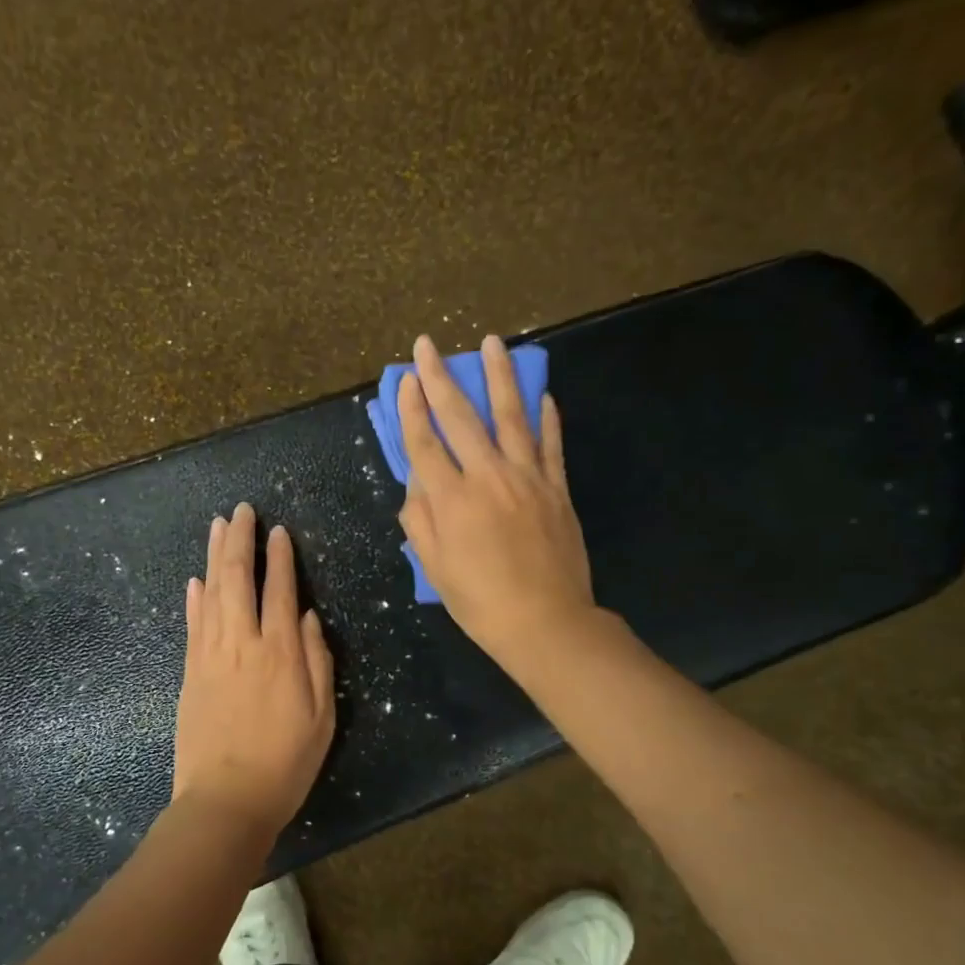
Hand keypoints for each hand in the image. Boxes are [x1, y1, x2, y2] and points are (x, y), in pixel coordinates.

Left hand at [172, 502, 336, 838]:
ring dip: (214, 556)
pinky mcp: (190, 673)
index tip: (280, 531)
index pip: (279, 591)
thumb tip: (307, 617)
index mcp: (281, 654)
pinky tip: (196, 578)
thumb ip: (317, 662)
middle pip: (238, 579)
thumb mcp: (322, 717)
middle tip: (242, 510)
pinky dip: (195, 597)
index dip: (281, 558)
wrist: (226, 801)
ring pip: (211, 593)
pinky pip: (192, 624)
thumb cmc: (285, 764)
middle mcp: (243, 644)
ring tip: (218, 525)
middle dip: (241, 540)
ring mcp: (210, 656)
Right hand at [397, 333, 597, 670]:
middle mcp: (488, 477)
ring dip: (499, 376)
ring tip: (492, 342)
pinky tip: (542, 394)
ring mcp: (528, 478)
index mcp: (452, 500)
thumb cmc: (480, 602)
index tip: (406, 378)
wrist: (545, 622)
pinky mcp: (558, 488)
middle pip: (461, 418)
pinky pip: (551, 444)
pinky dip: (546, 417)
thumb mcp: (435, 568)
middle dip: (441, 378)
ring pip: (511, 416)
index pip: (425, 443)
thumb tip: (417, 485)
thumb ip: (420, 520)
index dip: (412, 409)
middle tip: (429, 345)